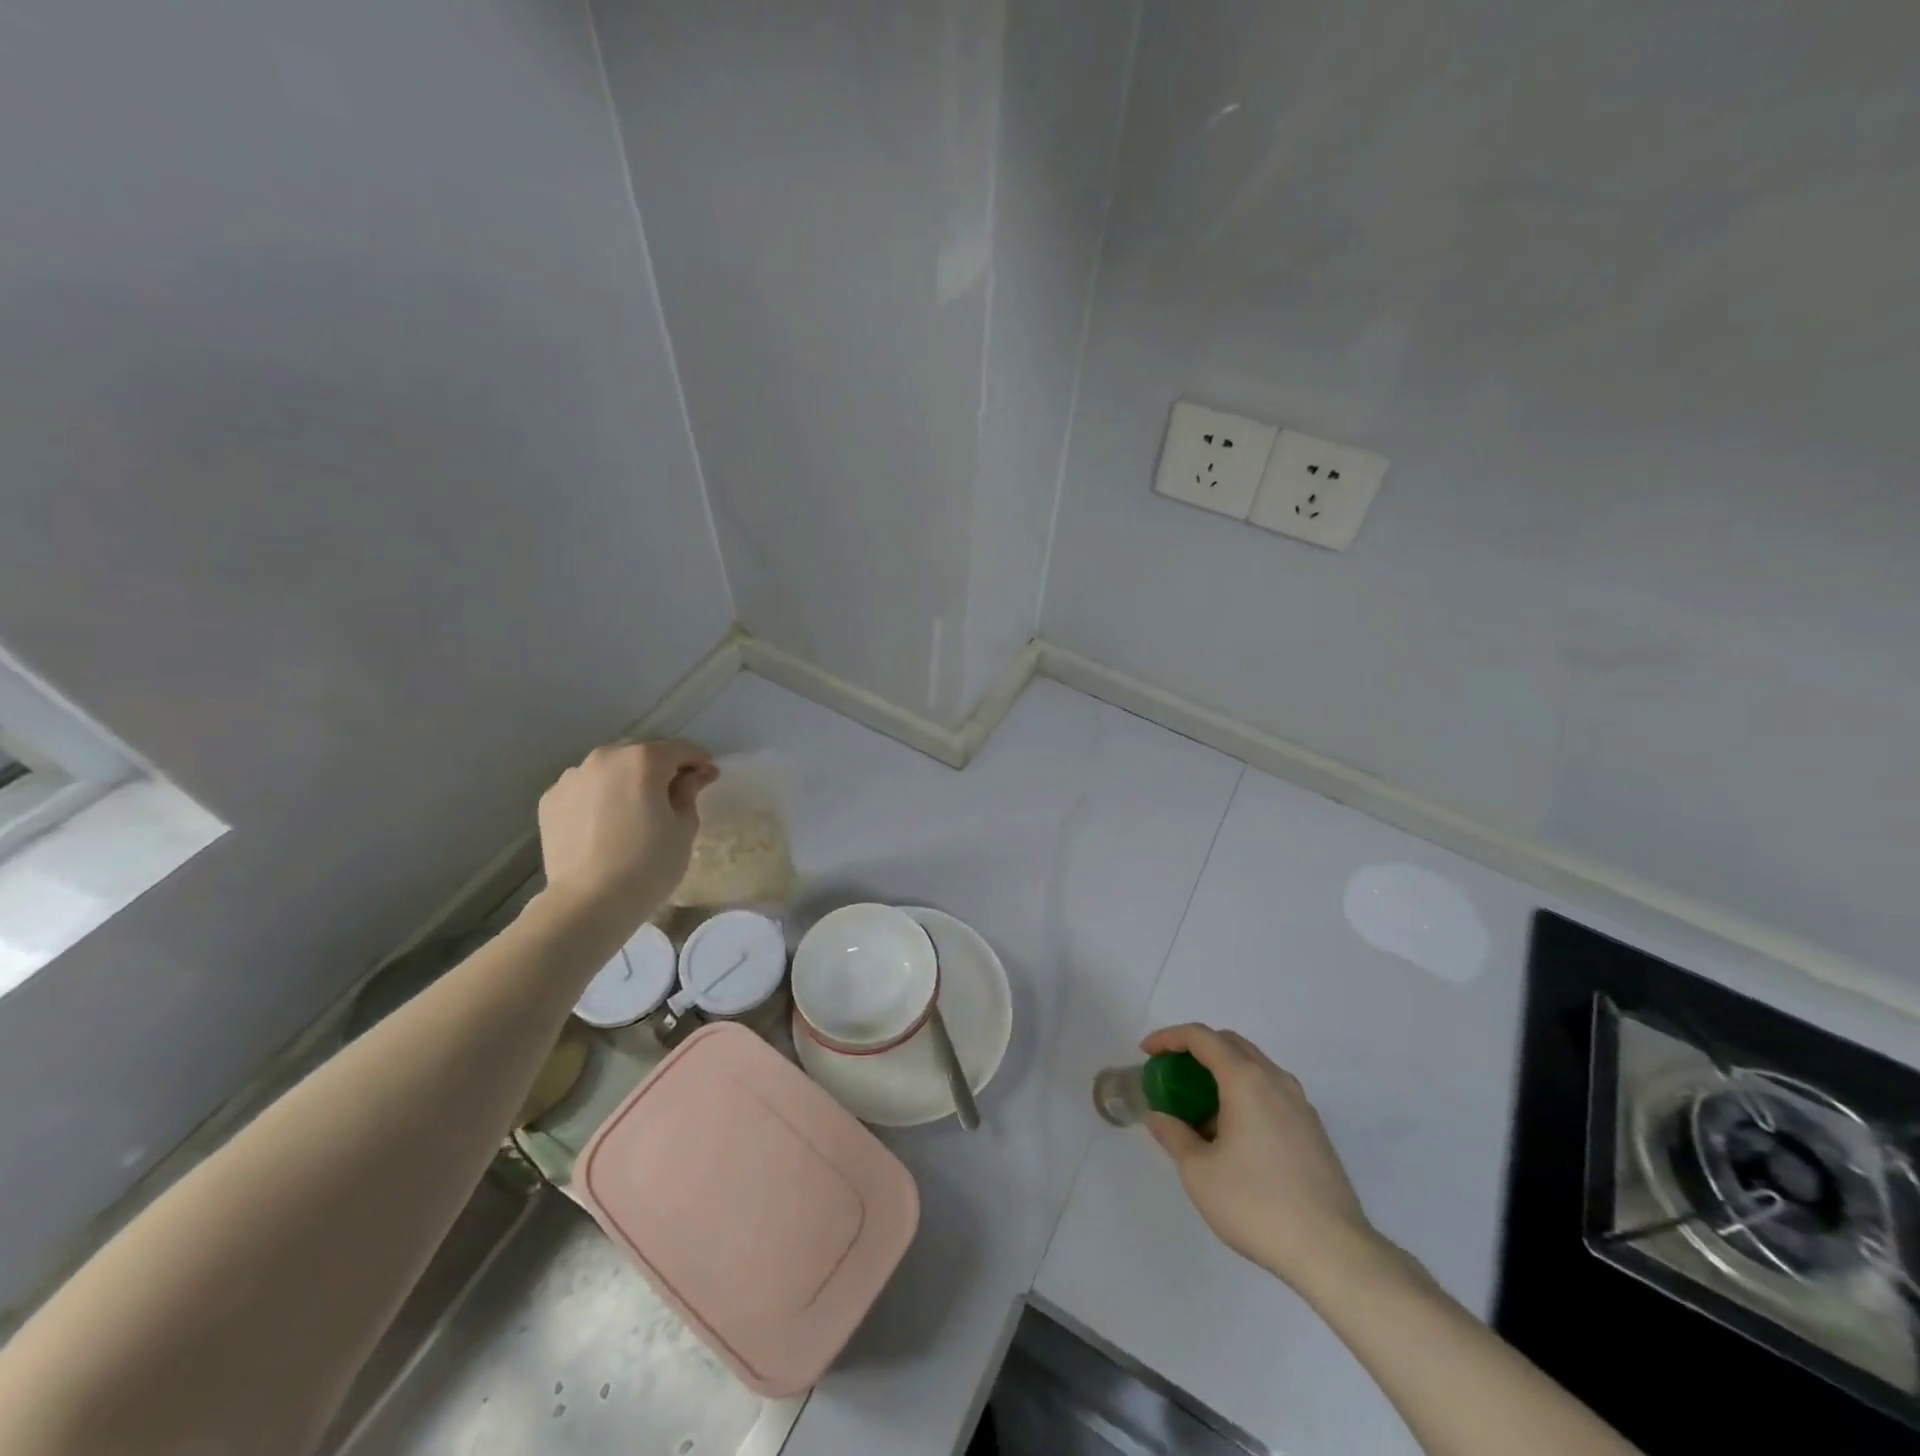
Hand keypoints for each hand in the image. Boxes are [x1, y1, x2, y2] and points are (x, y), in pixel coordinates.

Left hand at [536, 740, 716, 927]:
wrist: (588, 903)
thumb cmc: (648, 865)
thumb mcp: (684, 828)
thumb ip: (688, 793)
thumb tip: (692, 777)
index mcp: (643, 760)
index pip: (680, 749)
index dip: (699, 760)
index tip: (709, 776)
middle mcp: (605, 758)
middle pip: (641, 753)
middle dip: (661, 767)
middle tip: (674, 791)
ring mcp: (572, 777)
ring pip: (610, 769)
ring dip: (627, 779)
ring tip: (635, 807)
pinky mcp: (550, 800)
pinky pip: (585, 788)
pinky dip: (600, 796)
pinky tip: (606, 822)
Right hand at [1140, 1024, 1384, 1295]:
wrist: (1333, 1252)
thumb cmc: (1257, 1205)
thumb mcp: (1199, 1172)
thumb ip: (1174, 1135)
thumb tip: (1158, 1116)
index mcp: (1246, 1080)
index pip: (1201, 1037)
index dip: (1168, 1038)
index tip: (1146, 1053)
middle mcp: (1276, 1080)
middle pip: (1230, 1044)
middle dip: (1196, 1050)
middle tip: (1171, 1074)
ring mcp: (1301, 1104)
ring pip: (1254, 1068)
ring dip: (1222, 1073)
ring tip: (1200, 1108)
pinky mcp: (1314, 1130)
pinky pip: (1271, 1092)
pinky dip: (1245, 1094)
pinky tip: (1233, 1134)